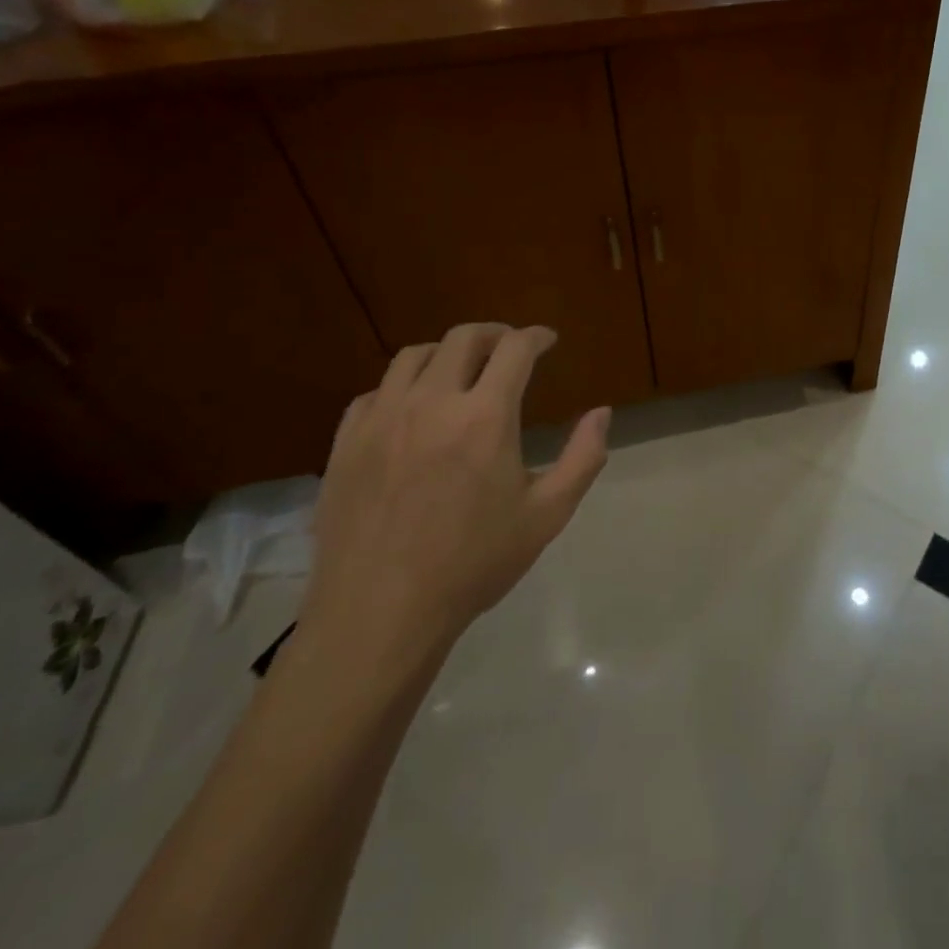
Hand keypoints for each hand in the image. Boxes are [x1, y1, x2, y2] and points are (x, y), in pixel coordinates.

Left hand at [298, 323, 611, 681]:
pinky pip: (374, 392)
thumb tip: (602, 413)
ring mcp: (381, 420)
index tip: (548, 340)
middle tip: (510, 348)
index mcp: (485, 417)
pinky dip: (402, 387)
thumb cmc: (473, 564)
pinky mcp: (345, 443)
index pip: (515, 348)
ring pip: (414, 356)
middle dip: (495, 334)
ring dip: (446, 353)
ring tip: (461, 371)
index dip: (537, 336)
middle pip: (464, 338)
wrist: (379, 615)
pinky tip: (412, 410)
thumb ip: (583, 457)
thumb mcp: (547, 515)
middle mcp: (432, 403)